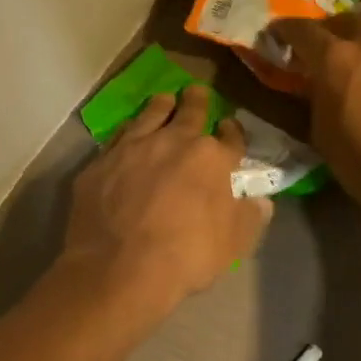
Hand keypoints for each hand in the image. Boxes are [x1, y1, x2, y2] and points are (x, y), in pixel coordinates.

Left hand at [62, 85, 270, 322]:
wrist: (120, 268)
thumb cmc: (186, 256)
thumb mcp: (233, 245)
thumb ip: (248, 217)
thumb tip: (261, 201)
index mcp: (212, 159)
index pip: (230, 137)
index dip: (232, 133)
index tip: (229, 128)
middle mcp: (173, 142)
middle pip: (189, 112)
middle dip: (196, 102)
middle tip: (195, 93)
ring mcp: (132, 148)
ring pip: (150, 115)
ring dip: (160, 106)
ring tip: (163, 101)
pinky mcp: (99, 164)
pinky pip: (117, 139)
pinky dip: (126, 133)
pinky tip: (126, 136)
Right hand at [270, 15, 360, 208]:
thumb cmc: (359, 159)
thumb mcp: (320, 131)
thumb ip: (315, 99)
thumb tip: (315, 87)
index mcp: (334, 59)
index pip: (303, 31)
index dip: (285, 30)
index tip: (276, 33)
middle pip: (345, 20)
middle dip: (327, 27)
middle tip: (319, 42)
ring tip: (360, 39)